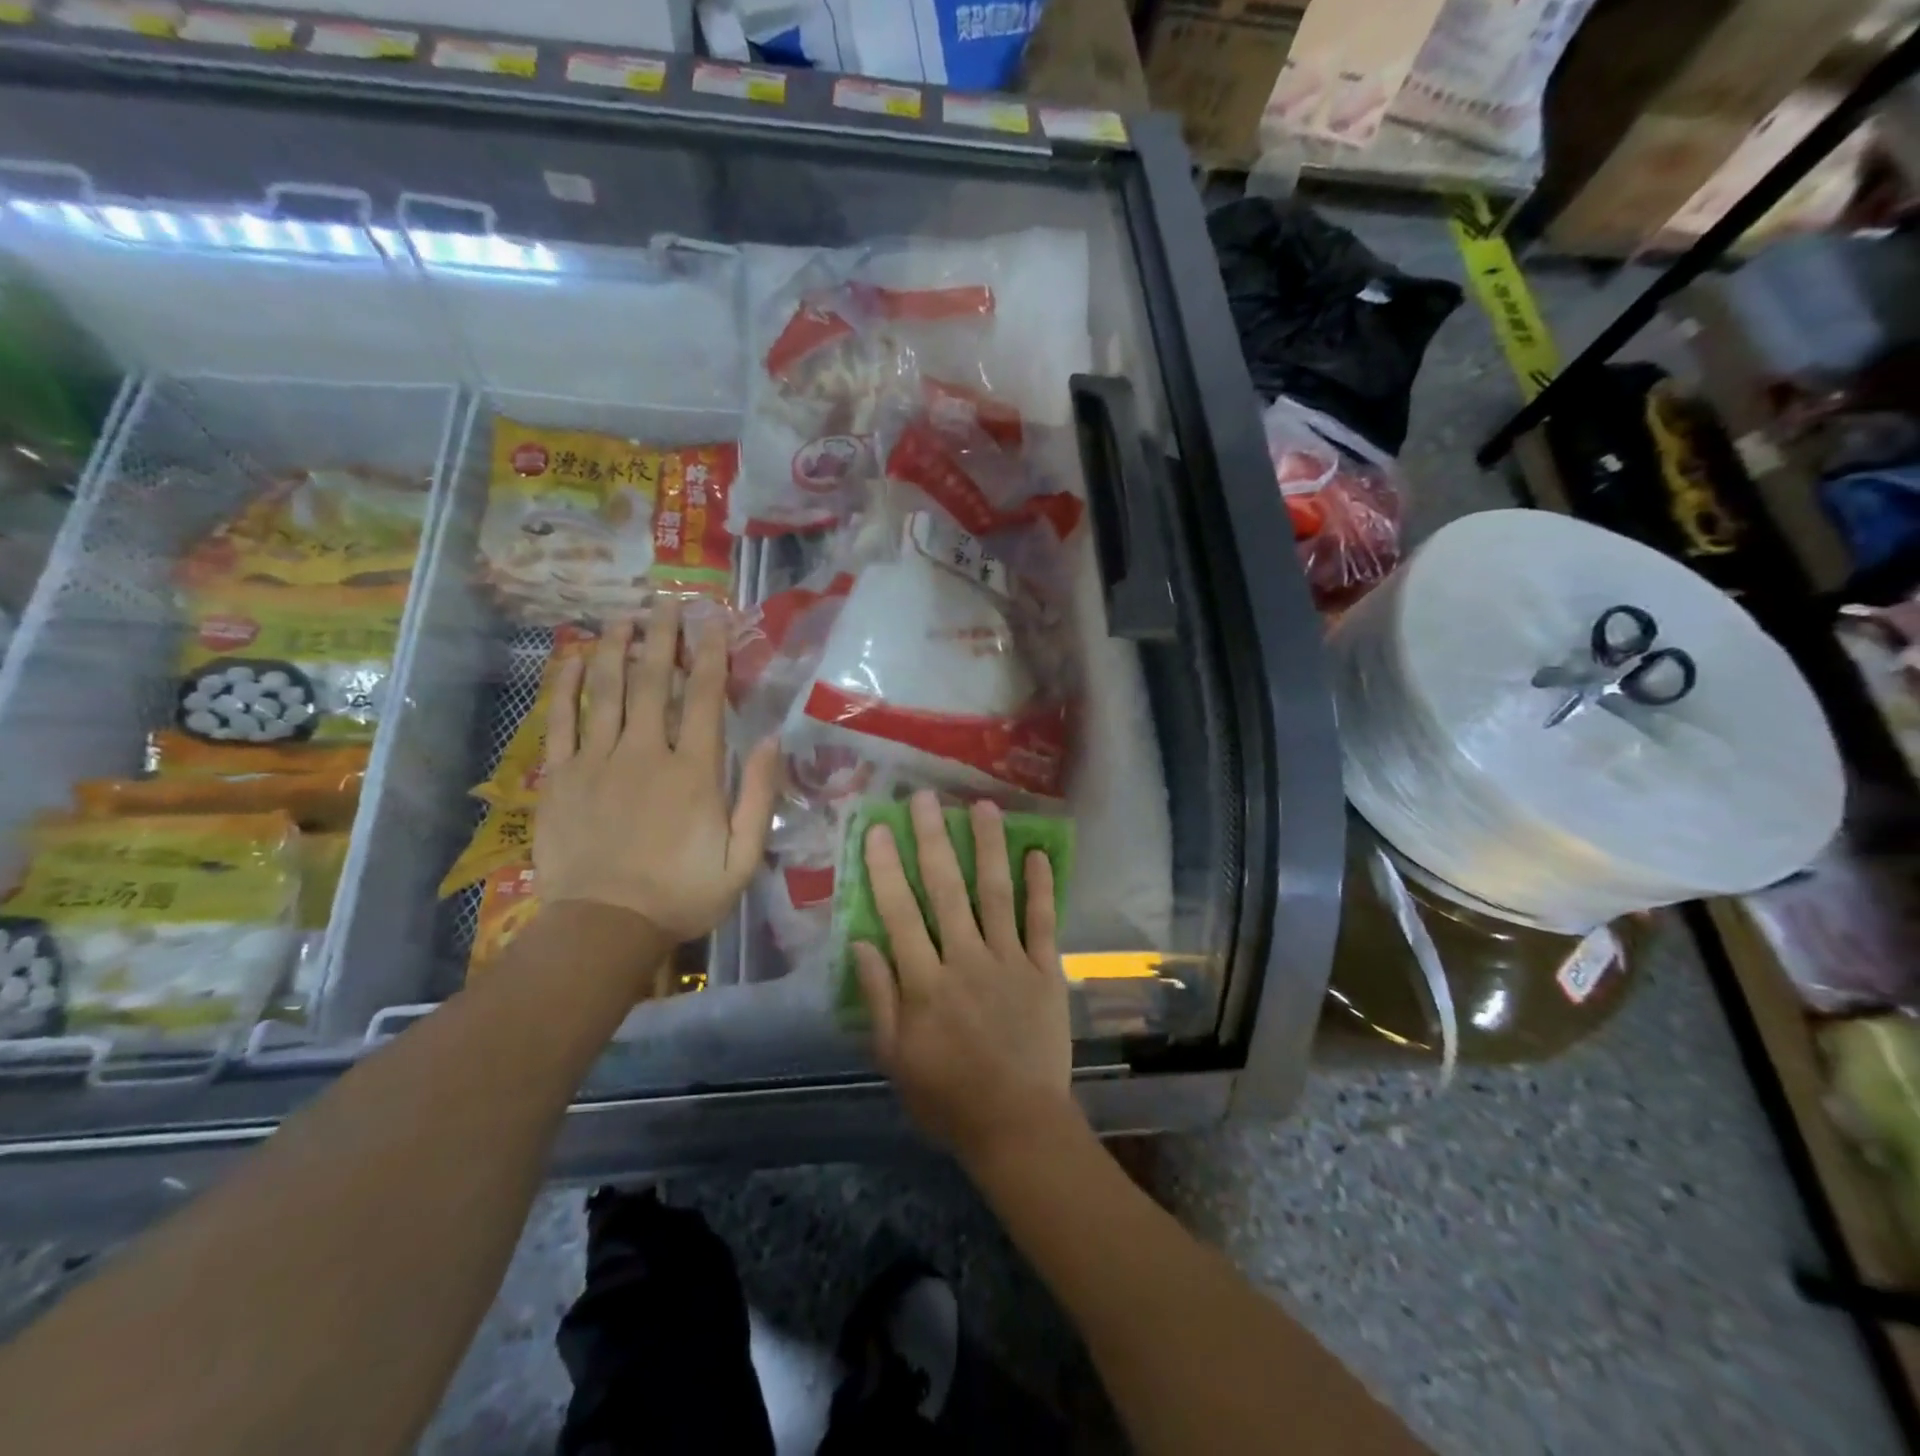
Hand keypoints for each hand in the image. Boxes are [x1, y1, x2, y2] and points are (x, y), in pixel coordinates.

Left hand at [535, 601, 781, 942]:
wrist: (604, 927)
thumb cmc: (682, 894)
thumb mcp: (742, 856)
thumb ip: (757, 796)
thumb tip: (770, 738)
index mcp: (693, 771)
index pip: (703, 697)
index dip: (710, 654)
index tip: (712, 619)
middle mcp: (645, 753)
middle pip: (653, 682)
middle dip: (662, 637)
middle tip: (666, 601)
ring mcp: (597, 762)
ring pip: (607, 692)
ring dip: (617, 649)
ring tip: (624, 616)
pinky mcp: (560, 778)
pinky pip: (562, 721)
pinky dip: (567, 685)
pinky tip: (573, 657)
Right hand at [854, 791, 1076, 1167]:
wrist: (1016, 1125)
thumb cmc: (947, 1096)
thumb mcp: (895, 1057)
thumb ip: (879, 998)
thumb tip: (861, 941)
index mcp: (925, 983)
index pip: (899, 913)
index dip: (886, 868)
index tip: (879, 828)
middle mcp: (965, 960)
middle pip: (945, 891)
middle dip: (933, 840)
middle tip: (926, 798)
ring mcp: (1009, 962)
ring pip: (995, 894)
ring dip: (988, 848)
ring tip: (983, 806)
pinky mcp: (1044, 971)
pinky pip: (1042, 922)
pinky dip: (1041, 887)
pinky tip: (1037, 853)